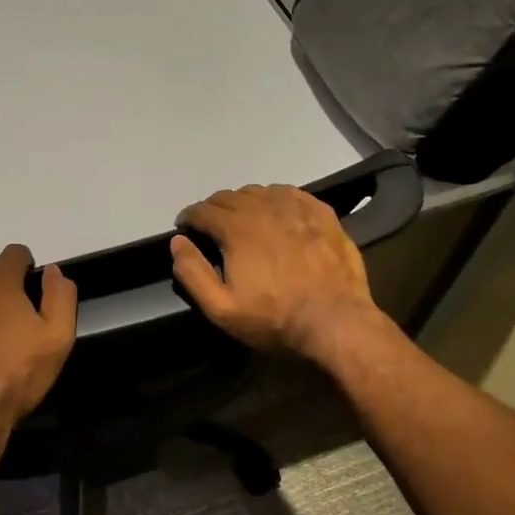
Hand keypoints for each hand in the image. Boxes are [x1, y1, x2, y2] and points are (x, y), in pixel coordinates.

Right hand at [170, 185, 382, 359]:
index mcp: (236, 228)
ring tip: (242, 220)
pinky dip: (275, 198)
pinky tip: (277, 213)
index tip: (185, 228)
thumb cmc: (274, 318)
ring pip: (259, 191)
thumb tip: (177, 242)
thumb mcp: (221, 308)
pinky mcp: (322, 214)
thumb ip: (193, 272)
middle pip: (228, 196)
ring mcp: (296, 208)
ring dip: (243, 202)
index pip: (202, 210)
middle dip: (213, 209)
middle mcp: (264, 208)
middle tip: (211, 227)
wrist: (337, 322)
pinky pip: (291, 194)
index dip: (188, 217)